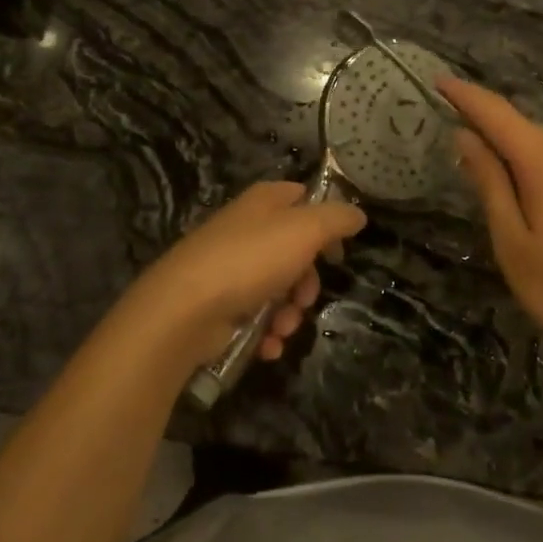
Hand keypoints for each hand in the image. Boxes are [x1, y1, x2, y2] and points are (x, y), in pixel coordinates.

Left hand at [121, 181, 366, 376]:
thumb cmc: (249, 260)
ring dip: (289, 314)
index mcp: (264, 202)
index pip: (302, 197)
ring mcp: (230, 267)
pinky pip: (255, 316)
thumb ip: (336, 219)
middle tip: (305, 298)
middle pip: (294, 252)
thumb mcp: (304, 231)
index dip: (325, 222)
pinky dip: (266, 332)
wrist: (184, 309)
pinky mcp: (219, 304)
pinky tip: (266, 344)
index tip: (337, 250)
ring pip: (278, 289)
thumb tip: (358, 215)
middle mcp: (246, 229)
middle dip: (307, 282)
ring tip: (282, 327)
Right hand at [439, 77, 542, 364]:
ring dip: (522, 156)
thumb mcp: (513, 242)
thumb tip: (466, 136)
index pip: (497, 114)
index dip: (466, 95)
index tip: (440, 81)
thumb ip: (489, 183)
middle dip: (492, 132)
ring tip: (505, 190)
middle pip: (525, 130)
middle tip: (463, 151)